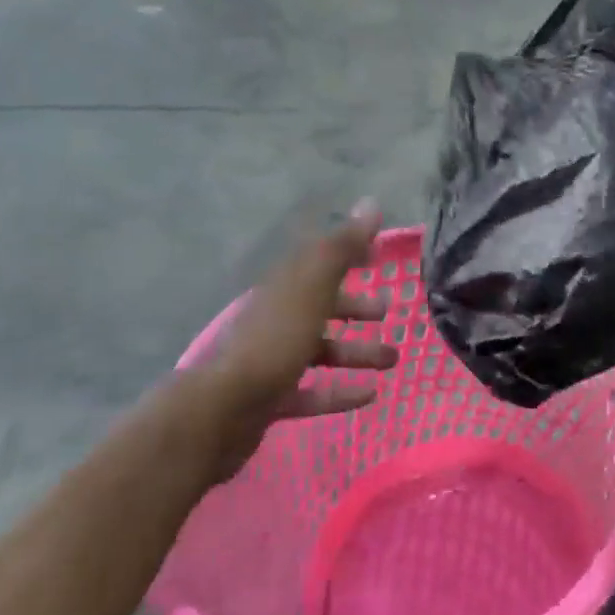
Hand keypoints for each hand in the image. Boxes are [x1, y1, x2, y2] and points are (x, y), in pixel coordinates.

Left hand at [184, 202, 398, 475]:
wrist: (221, 410)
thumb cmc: (274, 341)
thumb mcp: (313, 287)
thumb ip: (343, 248)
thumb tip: (371, 203)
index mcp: (284, 289)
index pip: (319, 262)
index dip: (349, 255)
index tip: (380, 256)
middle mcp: (276, 320)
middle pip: (320, 307)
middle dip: (356, 308)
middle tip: (388, 311)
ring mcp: (271, 360)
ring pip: (320, 351)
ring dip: (357, 352)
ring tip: (392, 360)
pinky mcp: (271, 398)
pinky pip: (312, 392)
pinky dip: (340, 392)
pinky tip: (370, 395)